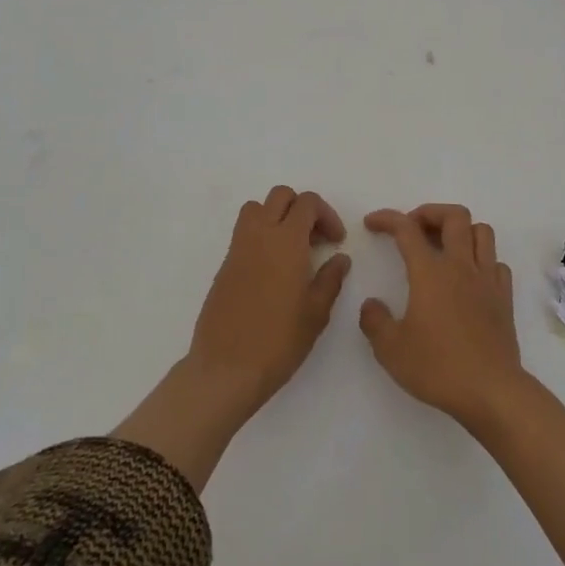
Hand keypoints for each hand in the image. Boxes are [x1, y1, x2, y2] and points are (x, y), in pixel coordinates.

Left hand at [187, 186, 350, 415]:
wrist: (226, 369)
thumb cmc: (278, 341)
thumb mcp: (316, 312)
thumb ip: (330, 278)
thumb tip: (340, 259)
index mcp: (286, 241)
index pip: (307, 203)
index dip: (326, 215)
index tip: (335, 241)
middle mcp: (259, 235)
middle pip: (280, 196)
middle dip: (302, 209)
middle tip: (315, 239)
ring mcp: (237, 249)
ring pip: (256, 209)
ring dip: (277, 217)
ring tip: (292, 249)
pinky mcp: (224, 266)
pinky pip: (244, 233)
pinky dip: (261, 236)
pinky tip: (272, 271)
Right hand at [359, 204, 525, 427]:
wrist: (491, 390)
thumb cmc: (438, 367)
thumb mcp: (391, 350)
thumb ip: (375, 321)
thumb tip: (371, 305)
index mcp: (430, 272)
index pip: (406, 230)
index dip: (387, 219)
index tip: (372, 223)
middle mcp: (461, 266)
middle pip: (454, 216)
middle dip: (430, 213)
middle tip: (413, 228)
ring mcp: (487, 279)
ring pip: (481, 231)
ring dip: (461, 230)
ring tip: (444, 246)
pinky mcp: (504, 297)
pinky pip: (496, 262)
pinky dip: (481, 259)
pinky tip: (469, 277)